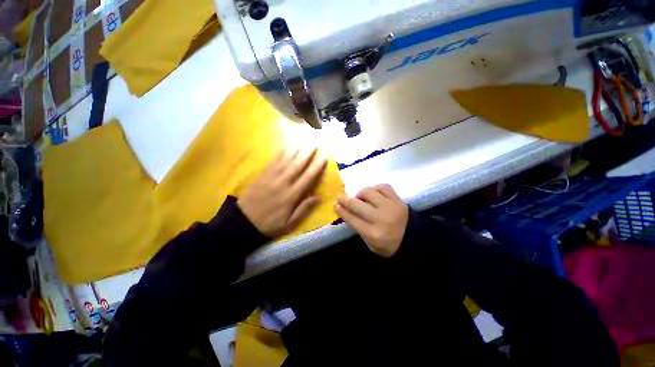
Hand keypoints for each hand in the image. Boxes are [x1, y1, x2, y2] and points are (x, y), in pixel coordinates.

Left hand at [238, 148, 326, 237]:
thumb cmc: (270, 223)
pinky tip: (286, 147)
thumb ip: (304, 209)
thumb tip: (318, 197)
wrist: (243, 221)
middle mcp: (283, 183)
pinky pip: (273, 161)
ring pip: (286, 161)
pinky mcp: (262, 174)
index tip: (324, 157)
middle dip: (307, 154)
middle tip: (315, 143)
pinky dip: (281, 153)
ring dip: (296, 150)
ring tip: (303, 141)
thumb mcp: (289, 223)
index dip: (316, 167)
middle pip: (297, 166)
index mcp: (291, 196)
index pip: (307, 178)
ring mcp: (272, 177)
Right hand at [335, 184, 408, 257]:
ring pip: (369, 192)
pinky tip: (373, 193)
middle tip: (339, 197)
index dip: (342, 210)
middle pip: (357, 205)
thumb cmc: (390, 245)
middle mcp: (380, 219)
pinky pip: (383, 187)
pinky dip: (375, 188)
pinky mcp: (398, 200)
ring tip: (360, 197)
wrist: (415, 240)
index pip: (352, 219)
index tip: (335, 204)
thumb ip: (359, 228)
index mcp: (373, 234)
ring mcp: (390, 207)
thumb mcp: (371, 245)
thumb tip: (347, 212)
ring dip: (360, 193)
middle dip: (345, 200)